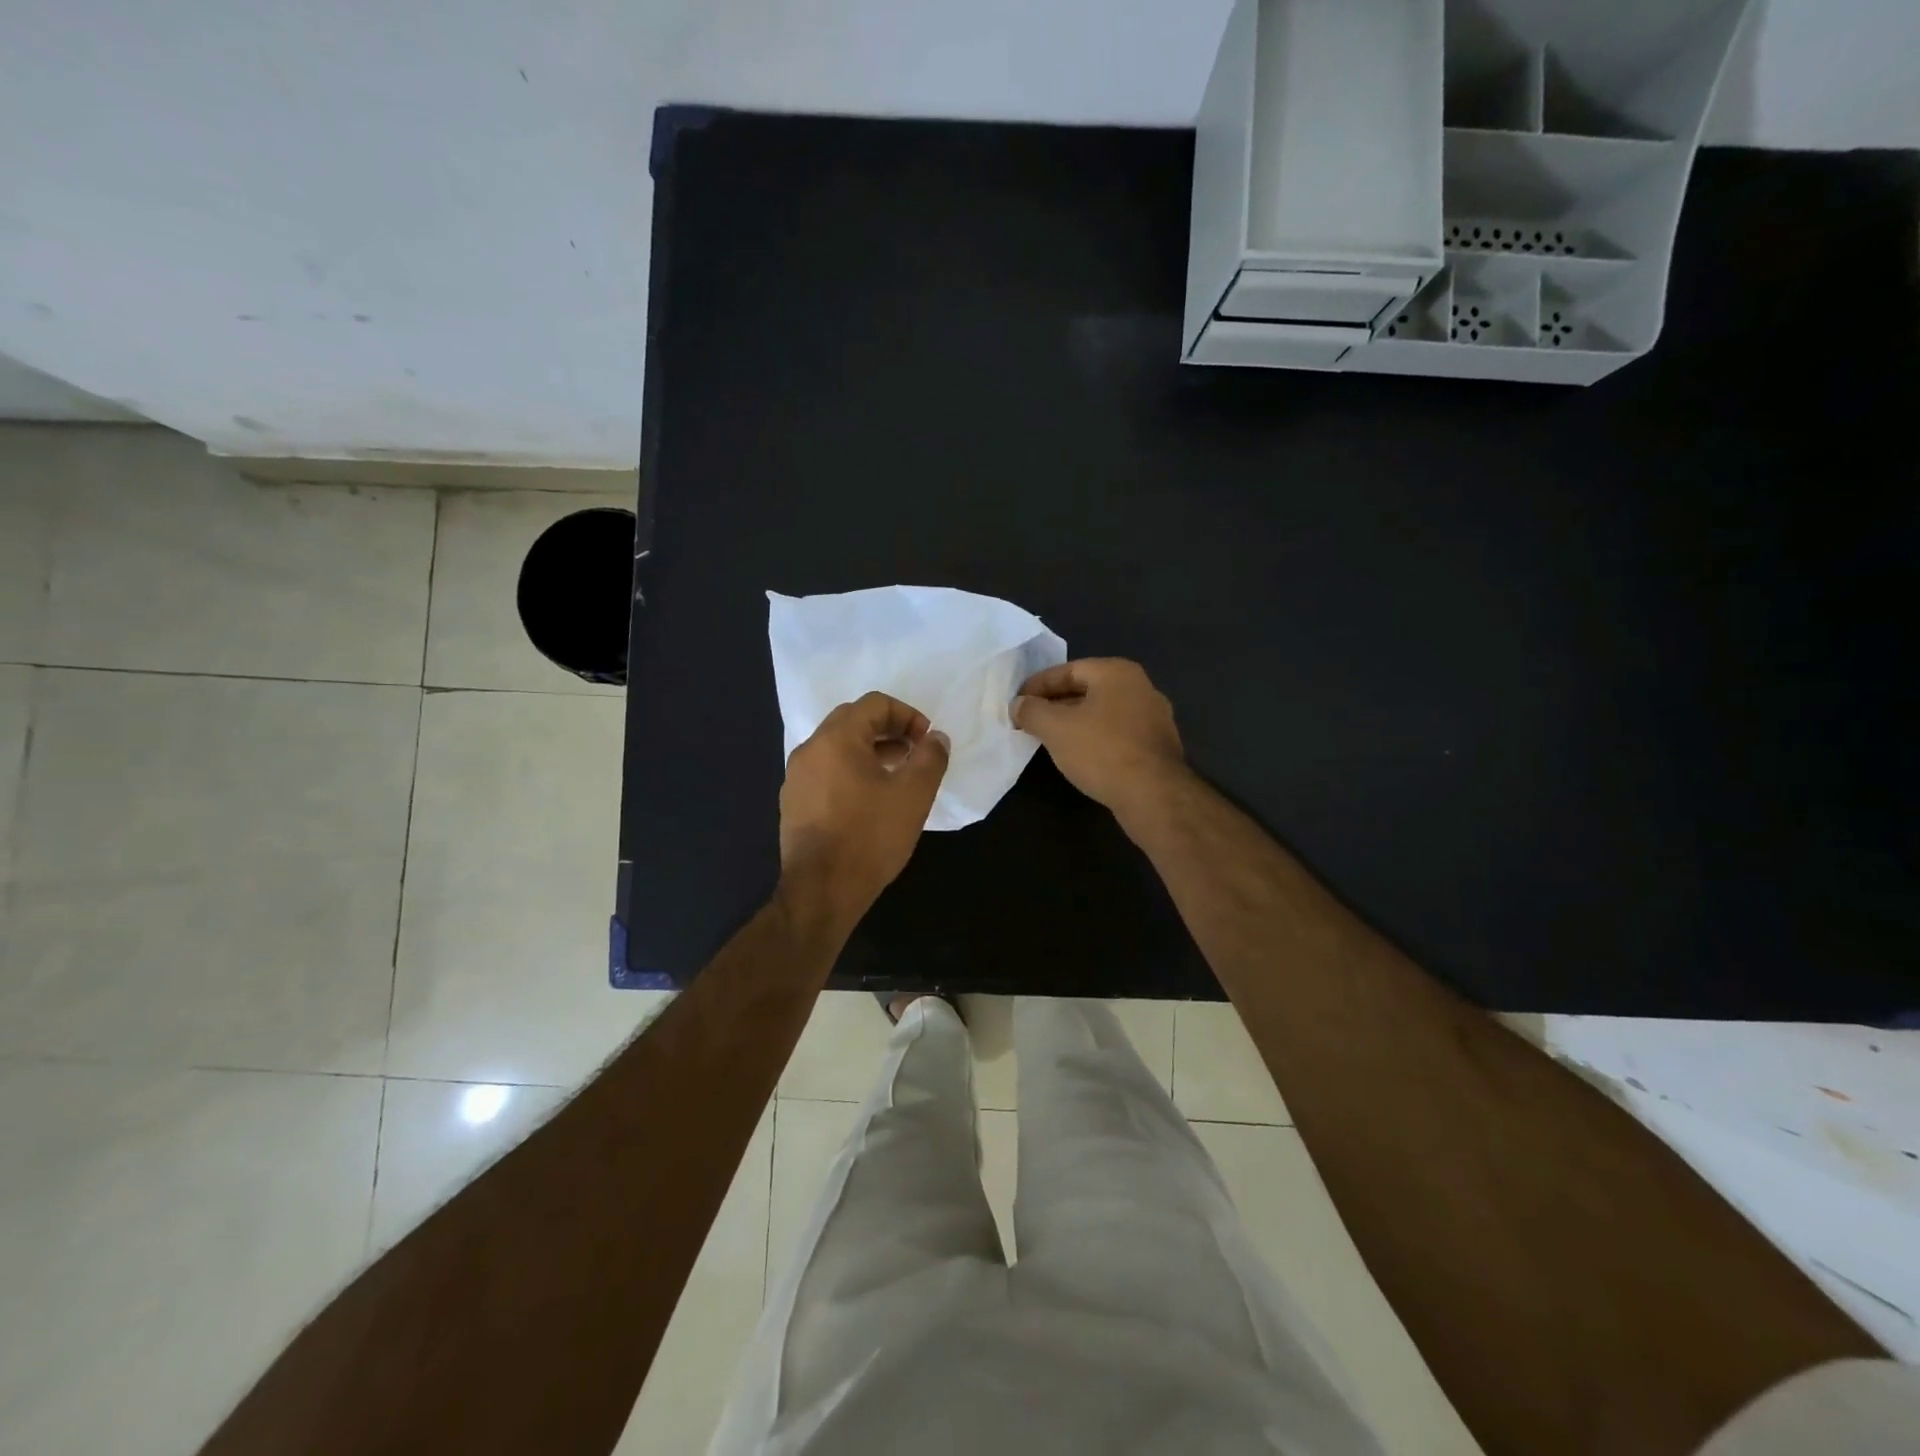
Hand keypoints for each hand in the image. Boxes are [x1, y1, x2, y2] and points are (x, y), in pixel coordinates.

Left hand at [778, 692, 949, 927]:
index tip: (926, 741)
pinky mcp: (793, 803)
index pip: (875, 703)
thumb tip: (936, 738)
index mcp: (836, 738)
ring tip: (896, 775)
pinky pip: (826, 772)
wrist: (822, 890)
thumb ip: (931, 757)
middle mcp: (810, 749)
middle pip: (852, 720)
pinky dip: (851, 771)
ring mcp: (796, 777)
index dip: (908, 715)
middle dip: (888, 729)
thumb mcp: (914, 794)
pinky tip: (869, 800)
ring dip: (870, 751)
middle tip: (913, 753)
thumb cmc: (870, 836)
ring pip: (837, 747)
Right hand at [1012, 658, 1185, 815]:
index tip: (1017, 703)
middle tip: (1029, 721)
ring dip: (1074, 723)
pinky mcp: (1157, 746)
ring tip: (1049, 739)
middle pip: (1087, 689)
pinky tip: (1080, 756)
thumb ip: (1032, 711)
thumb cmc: (1101, 751)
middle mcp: (1140, 687)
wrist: (1153, 794)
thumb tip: (1018, 705)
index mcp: (1117, 672)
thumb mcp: (1055, 728)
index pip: (1068, 670)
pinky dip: (1094, 739)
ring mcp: (1153, 717)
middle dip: (1055, 704)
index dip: (1037, 685)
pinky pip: (1116, 734)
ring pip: (1102, 713)